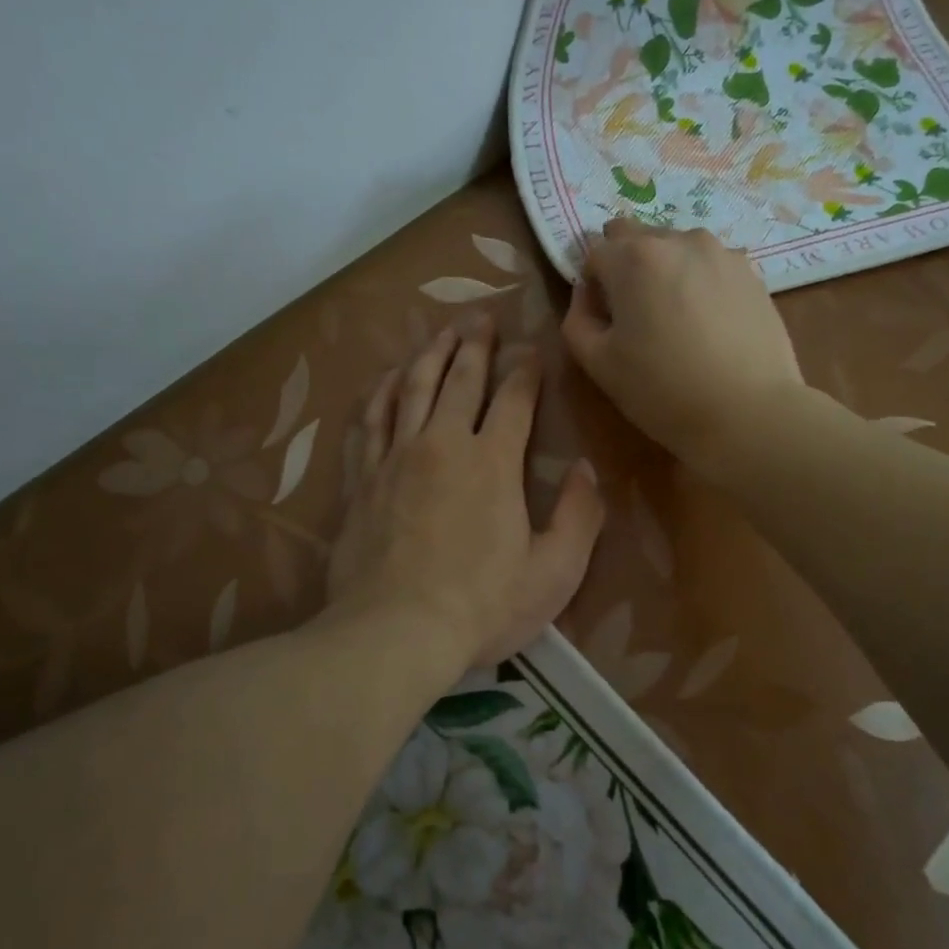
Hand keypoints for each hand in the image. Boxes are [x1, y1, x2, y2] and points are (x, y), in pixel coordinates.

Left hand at [326, 318, 604, 684]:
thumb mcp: (554, 572)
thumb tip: (586, 469)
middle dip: (474, 343)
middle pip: (460, 379)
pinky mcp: (363, 479)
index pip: (514, 399)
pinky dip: (379, 393)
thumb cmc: (482, 606)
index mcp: (493, 462)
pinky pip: (369, 421)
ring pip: (412, 388)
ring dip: (429, 355)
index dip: (525, 370)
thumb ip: (580, 517)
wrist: (394, 632)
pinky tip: (386, 379)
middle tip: (481, 315)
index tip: (531, 349)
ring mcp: (396, 458)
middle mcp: (442, 444)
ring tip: (440, 331)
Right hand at [562, 220, 804, 472]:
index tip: (603, 317)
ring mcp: (721, 253)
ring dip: (665, 270)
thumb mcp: (598, 363)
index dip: (592, 284)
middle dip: (626, 265)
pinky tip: (708, 322)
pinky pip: (710, 265)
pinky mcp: (751, 272)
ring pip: (676, 248)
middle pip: (636, 237)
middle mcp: (678, 240)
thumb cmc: (662, 390)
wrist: (749, 412)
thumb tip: (588, 293)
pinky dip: (699, 282)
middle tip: (635, 313)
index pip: (594, 251)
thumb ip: (578, 317)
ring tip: (676, 317)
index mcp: (634, 257)